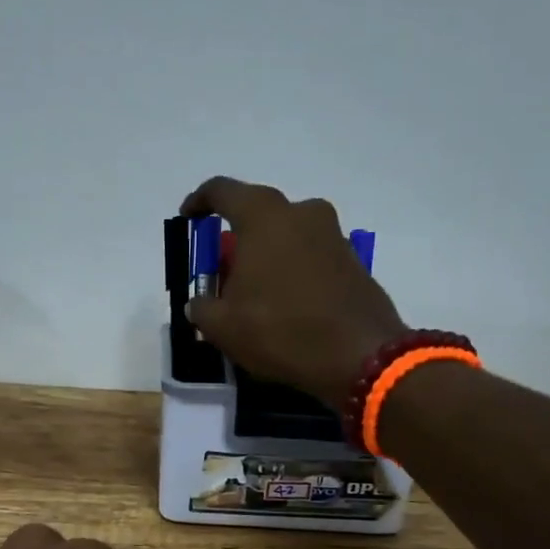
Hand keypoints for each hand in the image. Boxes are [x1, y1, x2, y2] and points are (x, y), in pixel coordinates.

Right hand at [182, 178, 408, 407]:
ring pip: (287, 234)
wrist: (360, 357)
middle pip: (258, 213)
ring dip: (267, 255)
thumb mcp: (223, 327)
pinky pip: (310, 255)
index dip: (199, 201)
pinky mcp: (352, 260)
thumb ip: (201, 307)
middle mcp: (301, 213)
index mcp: (264, 217)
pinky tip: (284, 304)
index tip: (189, 219)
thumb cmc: (281, 331)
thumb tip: (199, 303)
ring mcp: (333, 234)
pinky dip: (292, 270)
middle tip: (222, 271)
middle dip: (236, 238)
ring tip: (253, 293)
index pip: (222, 191)